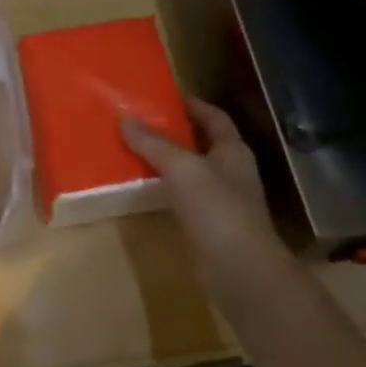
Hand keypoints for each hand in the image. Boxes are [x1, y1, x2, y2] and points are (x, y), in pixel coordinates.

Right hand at [120, 99, 290, 310]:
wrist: (240, 269)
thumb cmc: (216, 209)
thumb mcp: (181, 168)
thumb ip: (153, 144)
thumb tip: (125, 119)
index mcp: (233, 151)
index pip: (215, 118)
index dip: (194, 105)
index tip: (167, 97)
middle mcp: (232, 172)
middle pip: (203, 144)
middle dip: (176, 133)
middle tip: (142, 123)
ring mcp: (224, 202)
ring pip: (193, 173)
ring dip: (169, 163)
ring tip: (136, 152)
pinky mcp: (211, 227)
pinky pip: (185, 198)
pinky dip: (167, 190)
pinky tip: (145, 190)